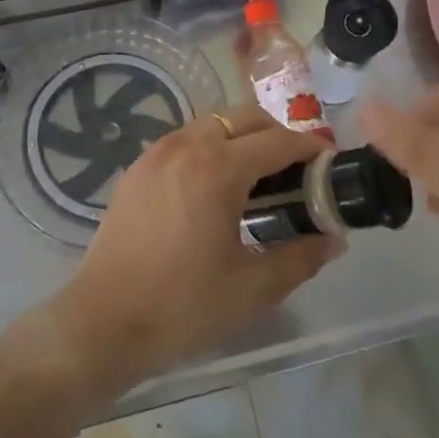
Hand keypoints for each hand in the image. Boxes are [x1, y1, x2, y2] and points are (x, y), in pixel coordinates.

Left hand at [43, 105, 341, 390]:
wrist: (104, 320)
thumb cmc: (183, 305)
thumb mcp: (252, 288)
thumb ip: (300, 258)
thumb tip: (334, 240)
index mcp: (219, 168)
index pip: (277, 141)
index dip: (309, 149)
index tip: (328, 163)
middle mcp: (188, 145)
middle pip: (245, 117)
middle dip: (277, 135)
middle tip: (295, 172)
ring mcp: (158, 152)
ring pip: (213, 123)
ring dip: (242, 138)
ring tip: (256, 180)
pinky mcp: (138, 166)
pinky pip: (185, 139)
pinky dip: (210, 148)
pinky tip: (213, 188)